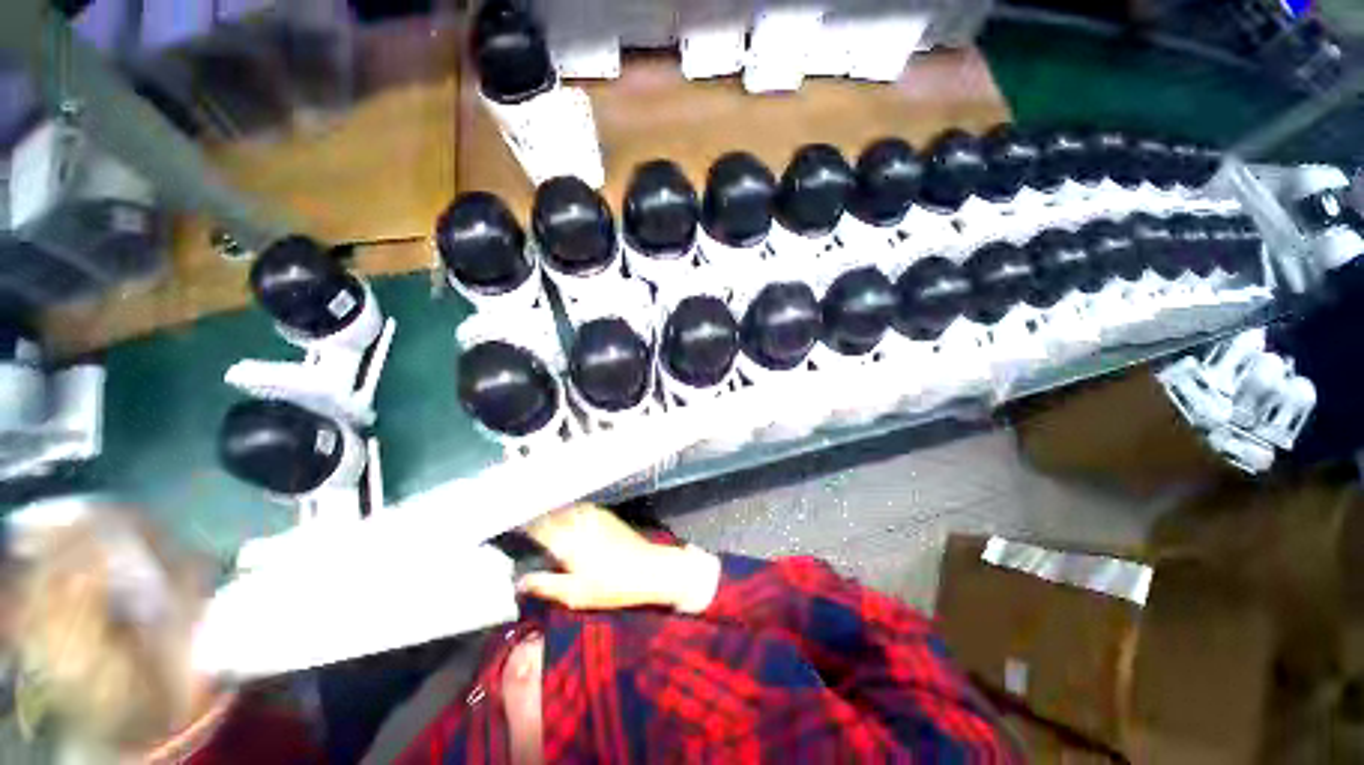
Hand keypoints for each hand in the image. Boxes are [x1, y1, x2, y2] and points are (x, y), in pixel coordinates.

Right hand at [517, 505, 719, 612]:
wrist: (648, 568)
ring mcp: (591, 514)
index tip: (504, 523)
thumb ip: (545, 585)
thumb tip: (519, 581)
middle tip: (514, 518)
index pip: (535, 525)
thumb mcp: (575, 594)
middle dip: (531, 514)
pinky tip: (560, 516)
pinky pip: (576, 507)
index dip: (519, 523)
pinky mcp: (603, 514)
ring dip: (547, 509)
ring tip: (533, 515)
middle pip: (547, 512)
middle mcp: (576, 520)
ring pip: (561, 507)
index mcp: (566, 539)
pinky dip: (564, 509)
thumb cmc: (611, 585)